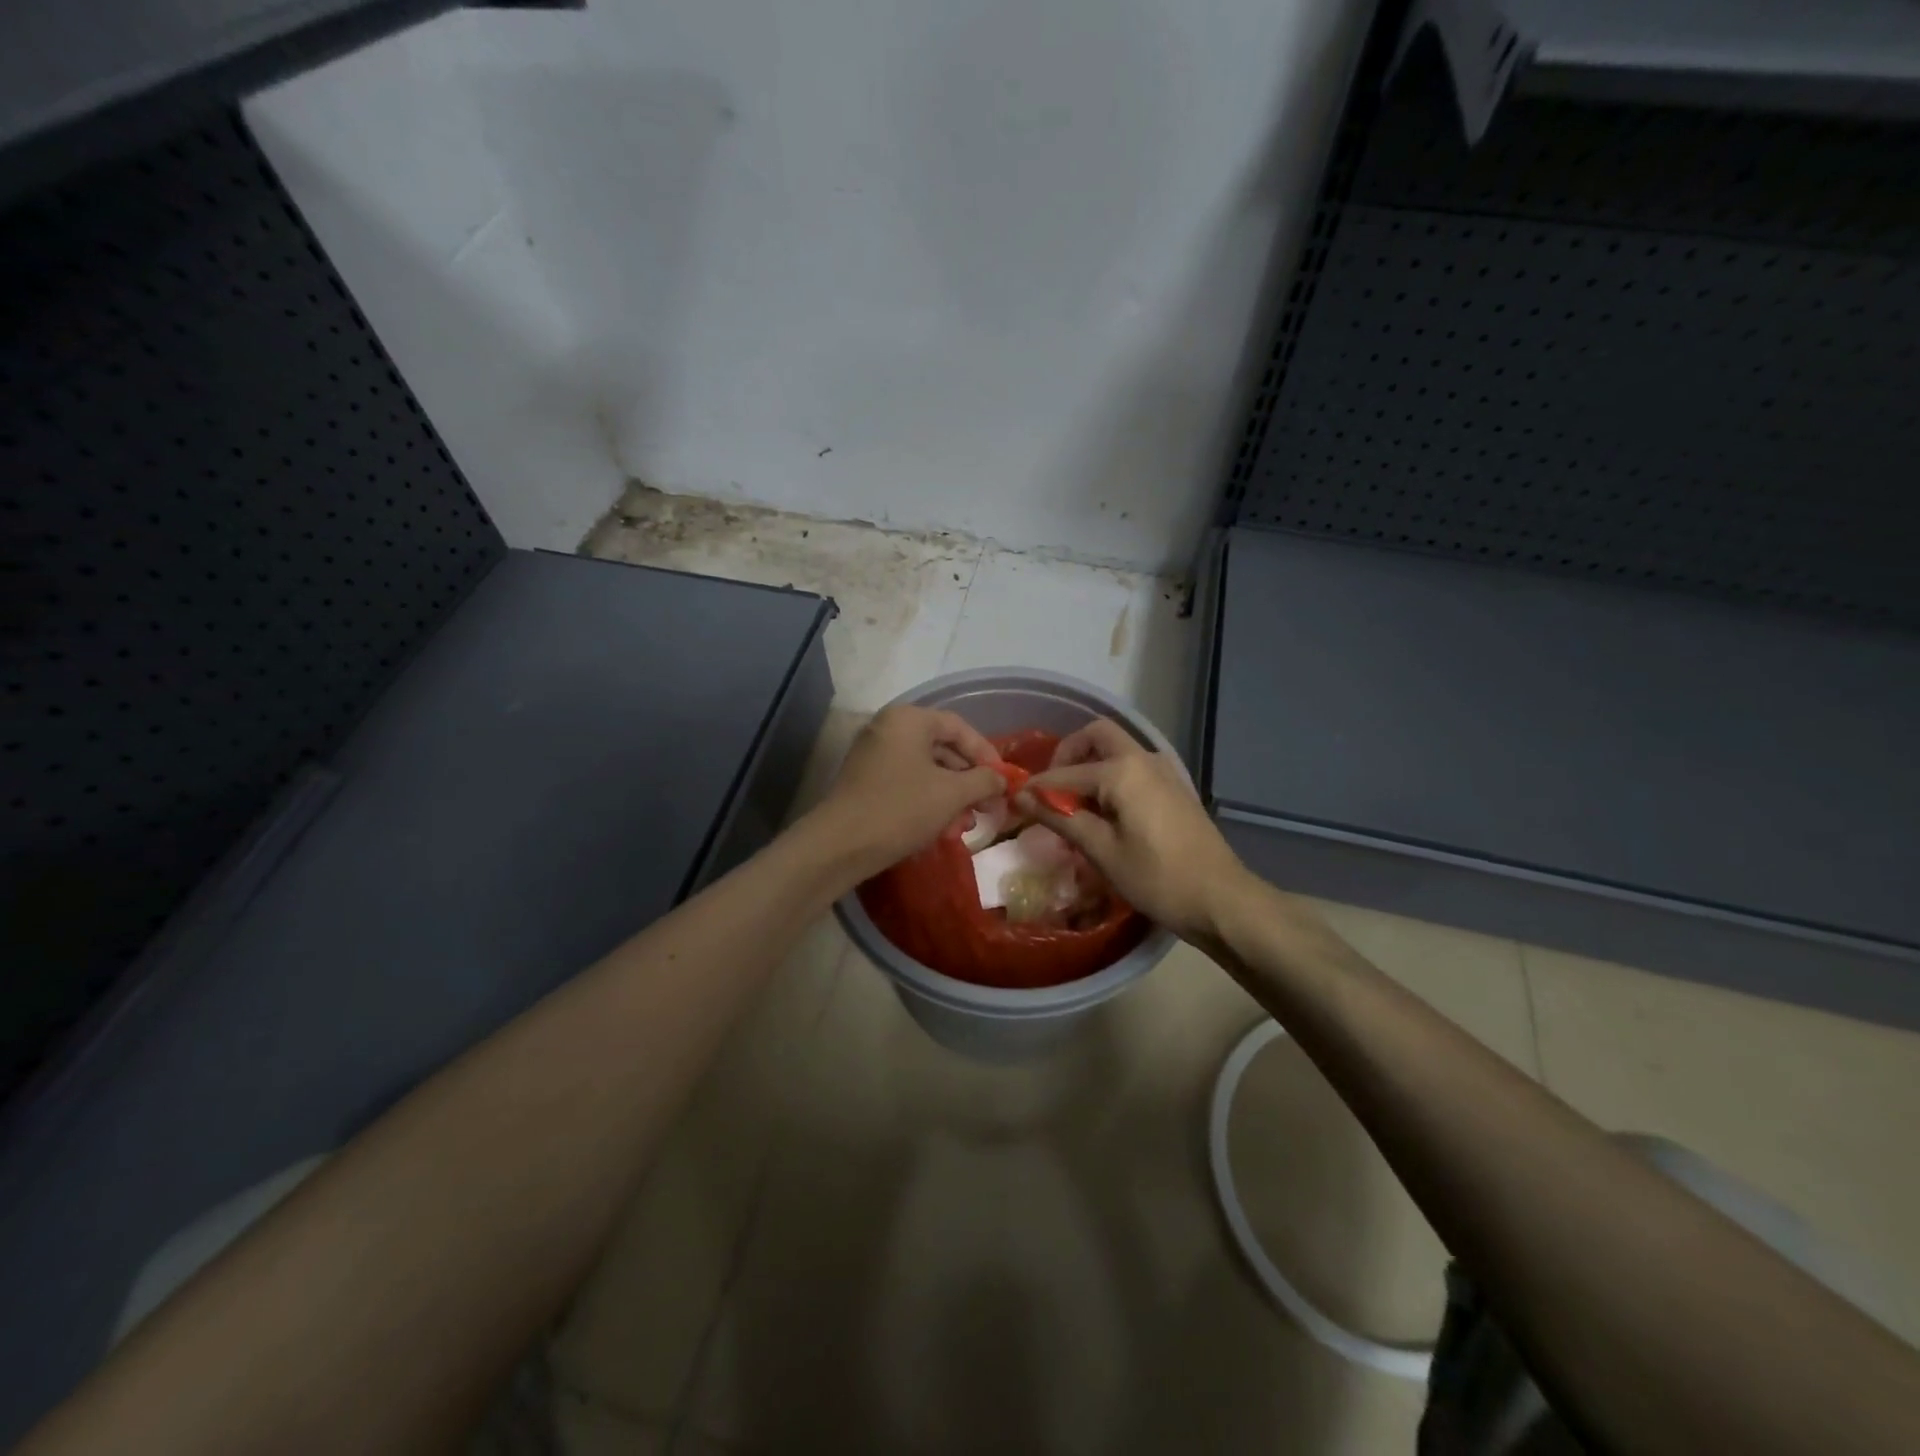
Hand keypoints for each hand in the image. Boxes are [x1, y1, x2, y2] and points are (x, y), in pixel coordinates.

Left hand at [811, 705, 1004, 880]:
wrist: (839, 846)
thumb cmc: (901, 809)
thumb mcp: (951, 794)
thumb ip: (983, 780)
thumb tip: (1002, 779)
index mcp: (908, 720)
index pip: (958, 727)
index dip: (986, 753)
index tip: (1003, 780)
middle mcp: (888, 729)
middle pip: (942, 748)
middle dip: (969, 781)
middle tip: (989, 807)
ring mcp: (874, 755)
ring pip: (926, 770)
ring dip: (951, 796)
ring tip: (966, 825)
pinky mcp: (866, 781)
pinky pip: (907, 783)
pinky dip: (928, 801)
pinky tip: (942, 829)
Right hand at [1018, 718, 1250, 943]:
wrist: (1221, 899)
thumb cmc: (1157, 878)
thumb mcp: (1101, 851)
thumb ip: (1060, 817)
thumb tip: (1022, 797)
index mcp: (1122, 771)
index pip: (1065, 774)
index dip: (1036, 788)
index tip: (1014, 803)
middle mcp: (1143, 759)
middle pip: (1096, 736)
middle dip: (1067, 755)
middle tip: (1051, 790)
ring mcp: (1163, 771)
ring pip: (1117, 749)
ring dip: (1090, 764)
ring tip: (1074, 805)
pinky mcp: (1173, 787)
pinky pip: (1132, 767)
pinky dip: (1110, 776)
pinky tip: (1104, 813)